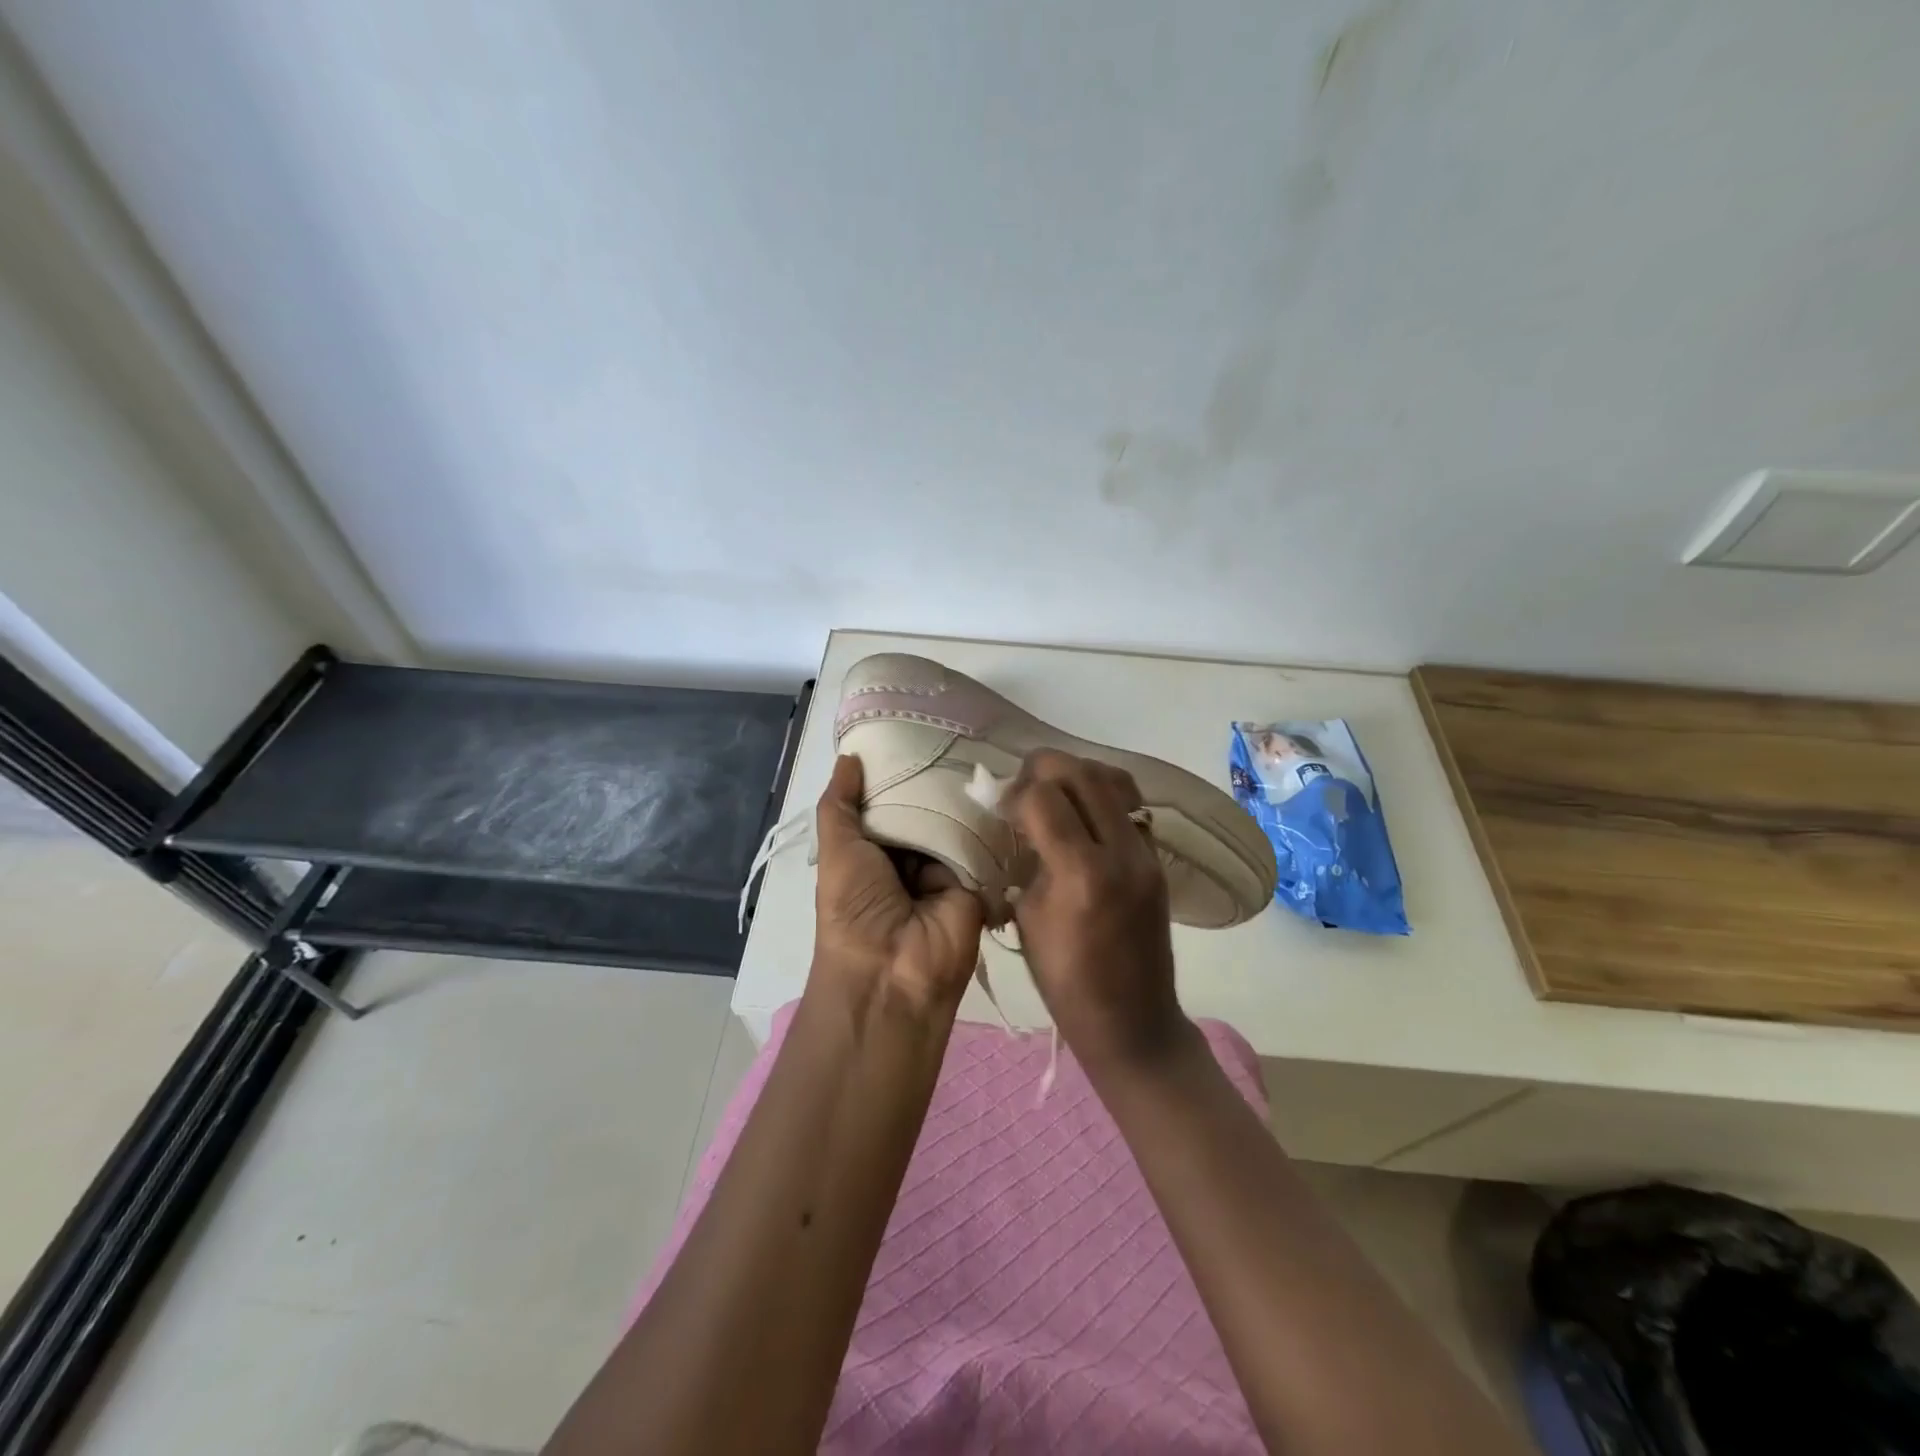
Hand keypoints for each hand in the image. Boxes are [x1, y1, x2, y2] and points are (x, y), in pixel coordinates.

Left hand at [811, 754, 985, 1014]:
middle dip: (936, 779)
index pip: (890, 800)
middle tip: (960, 729)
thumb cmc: (855, 908)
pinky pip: (982, 843)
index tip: (918, 729)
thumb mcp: (837, 850)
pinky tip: (1002, 783)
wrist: (894, 973)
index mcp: (874, 850)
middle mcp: (910, 857)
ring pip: (955, 821)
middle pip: (926, 808)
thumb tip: (849, 757)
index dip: (899, 771)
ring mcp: (945, 869)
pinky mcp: (977, 880)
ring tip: (984, 746)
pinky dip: (987, 820)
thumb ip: (840, 804)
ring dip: (963, 796)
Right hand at [1001, 750, 1188, 1069]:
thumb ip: (1027, 860)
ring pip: (1114, 779)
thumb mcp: (1028, 919)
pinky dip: (1102, 795)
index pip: (1044, 796)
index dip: (1015, 792)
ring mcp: (1146, 854)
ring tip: (1055, 795)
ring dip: (1077, 775)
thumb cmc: (1066, 982)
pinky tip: (1083, 817)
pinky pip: (1130, 805)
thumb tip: (1020, 818)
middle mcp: (1121, 853)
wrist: (1133, 1021)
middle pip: (1082, 773)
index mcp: (1081, 874)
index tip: (1002, 808)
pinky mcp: (1158, 859)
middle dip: (1044, 769)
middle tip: (1024, 790)